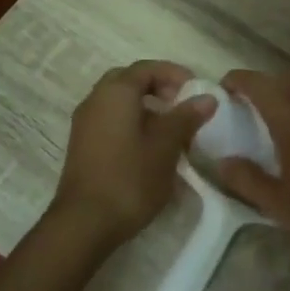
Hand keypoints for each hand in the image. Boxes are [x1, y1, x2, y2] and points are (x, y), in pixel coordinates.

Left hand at [47, 61, 214, 251]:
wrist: (85, 222)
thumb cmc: (130, 178)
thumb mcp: (166, 146)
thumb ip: (186, 118)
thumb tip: (207, 98)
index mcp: (115, 93)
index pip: (146, 68)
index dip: (174, 74)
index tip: (196, 90)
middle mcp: (95, 100)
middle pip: (129, 81)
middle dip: (157, 88)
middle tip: (181, 105)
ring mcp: (85, 124)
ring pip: (119, 102)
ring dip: (146, 108)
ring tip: (172, 130)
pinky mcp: (83, 146)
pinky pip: (111, 121)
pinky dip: (132, 123)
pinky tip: (151, 149)